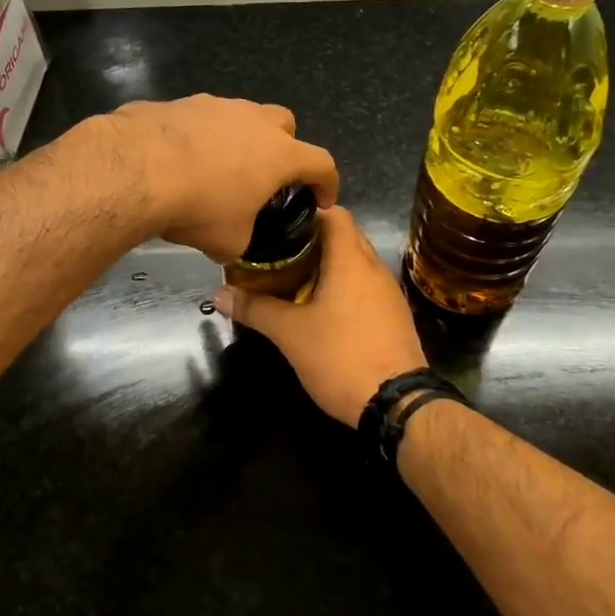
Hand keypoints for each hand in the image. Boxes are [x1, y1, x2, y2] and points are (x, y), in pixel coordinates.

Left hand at [107, 95, 339, 261]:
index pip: (321, 163)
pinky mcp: (180, 103)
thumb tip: (232, 243)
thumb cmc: (199, 206)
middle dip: (283, 147)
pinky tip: (179, 160)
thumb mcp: (229, 241)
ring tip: (217, 169)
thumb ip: (242, 239)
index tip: (322, 200)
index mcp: (279, 153)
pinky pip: (200, 119)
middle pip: (284, 124)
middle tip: (267, 176)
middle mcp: (254, 120)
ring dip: (238, 139)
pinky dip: (199, 137)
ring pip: (241, 116)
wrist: (138, 168)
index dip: (327, 183)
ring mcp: (216, 105)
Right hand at [213, 207, 425, 425]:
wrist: (397, 405)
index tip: (278, 221)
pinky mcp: (394, 316)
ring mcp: (388, 293)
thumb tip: (217, 295)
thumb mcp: (290, 333)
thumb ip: (254, 309)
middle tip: (277, 250)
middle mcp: (374, 268)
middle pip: (345, 236)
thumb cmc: (341, 356)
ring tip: (293, 277)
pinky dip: (343, 286)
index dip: (306, 210)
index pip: (334, 213)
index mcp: (352, 260)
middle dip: (312, 239)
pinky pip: (365, 286)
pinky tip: (320, 307)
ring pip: (356, 263)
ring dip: (328, 264)